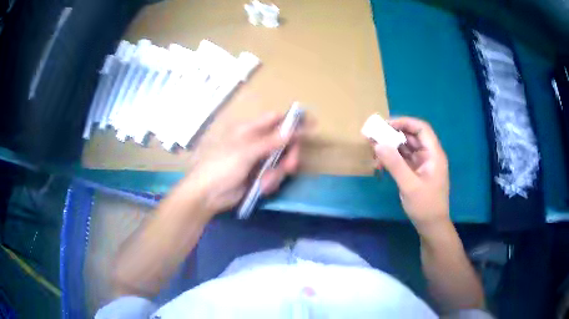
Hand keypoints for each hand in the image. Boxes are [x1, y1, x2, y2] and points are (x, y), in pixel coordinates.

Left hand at [182, 112, 300, 213]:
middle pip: (283, 142)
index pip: (275, 119)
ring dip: (277, 173)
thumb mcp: (246, 152)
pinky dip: (270, 182)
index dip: (293, 121)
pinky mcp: (259, 176)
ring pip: (281, 161)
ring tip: (265, 182)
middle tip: (290, 165)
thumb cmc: (221, 167)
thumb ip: (272, 141)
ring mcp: (258, 160)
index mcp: (249, 130)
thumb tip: (294, 129)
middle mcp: (256, 142)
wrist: (207, 195)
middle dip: (288, 154)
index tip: (312, 126)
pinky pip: (274, 175)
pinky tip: (260, 187)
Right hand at [372, 117, 449, 230]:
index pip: (421, 129)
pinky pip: (403, 160)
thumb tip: (378, 144)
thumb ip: (395, 164)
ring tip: (374, 150)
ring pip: (406, 148)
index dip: (405, 122)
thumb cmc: (425, 206)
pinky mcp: (416, 172)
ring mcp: (422, 164)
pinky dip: (392, 159)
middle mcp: (429, 155)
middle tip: (375, 136)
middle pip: (412, 137)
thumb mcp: (409, 185)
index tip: (386, 125)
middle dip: (394, 134)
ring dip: (391, 147)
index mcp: (433, 154)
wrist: (431, 226)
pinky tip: (380, 164)